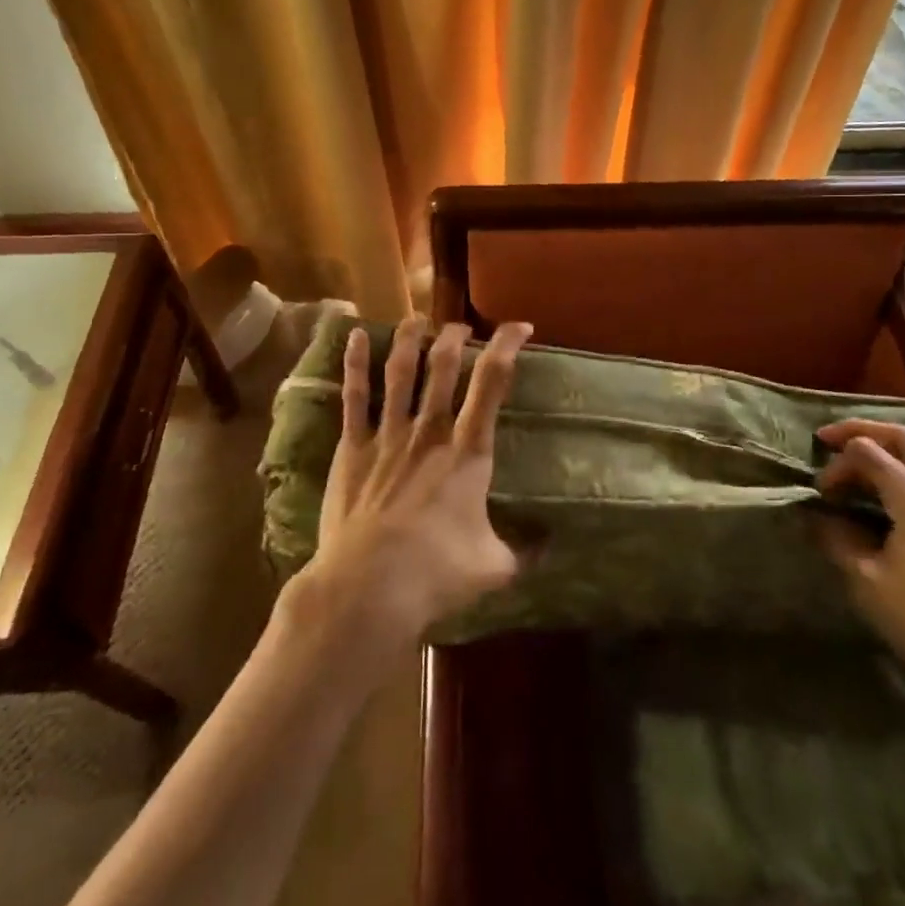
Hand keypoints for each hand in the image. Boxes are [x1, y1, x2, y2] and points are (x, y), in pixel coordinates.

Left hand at [292, 315, 531, 659]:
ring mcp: (388, 436)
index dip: (506, 347)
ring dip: (409, 339)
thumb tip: (551, 547)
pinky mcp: (353, 448)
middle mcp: (430, 431)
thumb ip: (524, 551)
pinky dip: (355, 363)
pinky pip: (354, 397)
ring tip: (418, 317)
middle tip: (461, 327)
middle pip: (443, 366)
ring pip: (400, 372)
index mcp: (468, 452)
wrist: (367, 588)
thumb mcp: (494, 567)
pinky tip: (355, 335)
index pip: (492, 383)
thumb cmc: (436, 574)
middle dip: (455, 338)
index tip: (519, 327)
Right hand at [815, 419, 904, 727]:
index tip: (818, 496)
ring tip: (851, 462)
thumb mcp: (866, 580)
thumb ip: (835, 538)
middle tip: (826, 439)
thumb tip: (812, 514)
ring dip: (882, 448)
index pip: (866, 450)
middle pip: (899, 437)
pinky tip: (879, 494)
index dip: (835, 465)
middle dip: (859, 430)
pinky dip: (897, 469)